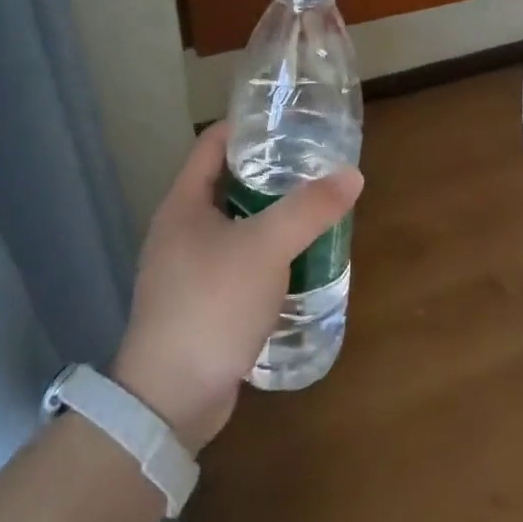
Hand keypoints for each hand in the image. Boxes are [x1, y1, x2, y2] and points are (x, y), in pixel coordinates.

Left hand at [111, 123, 362, 452]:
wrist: (171, 398)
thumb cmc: (211, 305)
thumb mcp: (265, 249)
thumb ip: (308, 210)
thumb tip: (351, 175)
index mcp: (183, 204)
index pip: (212, 145)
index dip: (247, 127)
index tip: (288, 123)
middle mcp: (180, 231)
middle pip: (226, 184)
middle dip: (269, 174)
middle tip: (314, 168)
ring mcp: (187, 270)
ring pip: (235, 227)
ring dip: (270, 218)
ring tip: (314, 211)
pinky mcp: (200, 303)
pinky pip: (237, 264)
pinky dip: (266, 256)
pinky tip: (297, 263)